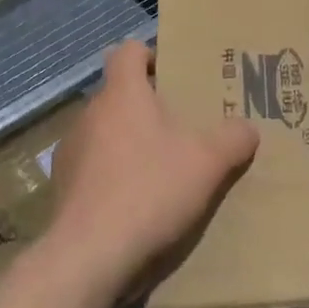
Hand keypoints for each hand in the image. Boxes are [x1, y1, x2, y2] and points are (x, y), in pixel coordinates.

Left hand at [47, 41, 259, 299]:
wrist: (88, 256)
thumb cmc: (149, 189)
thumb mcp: (207, 162)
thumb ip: (233, 138)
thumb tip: (247, 128)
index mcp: (122, 93)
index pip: (127, 51)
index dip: (149, 55)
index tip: (172, 76)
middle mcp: (90, 113)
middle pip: (118, 94)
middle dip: (146, 107)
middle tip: (179, 128)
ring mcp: (70, 151)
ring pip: (104, 132)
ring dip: (127, 143)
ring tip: (158, 170)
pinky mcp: (61, 188)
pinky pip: (91, 168)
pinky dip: (110, 177)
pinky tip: (132, 205)